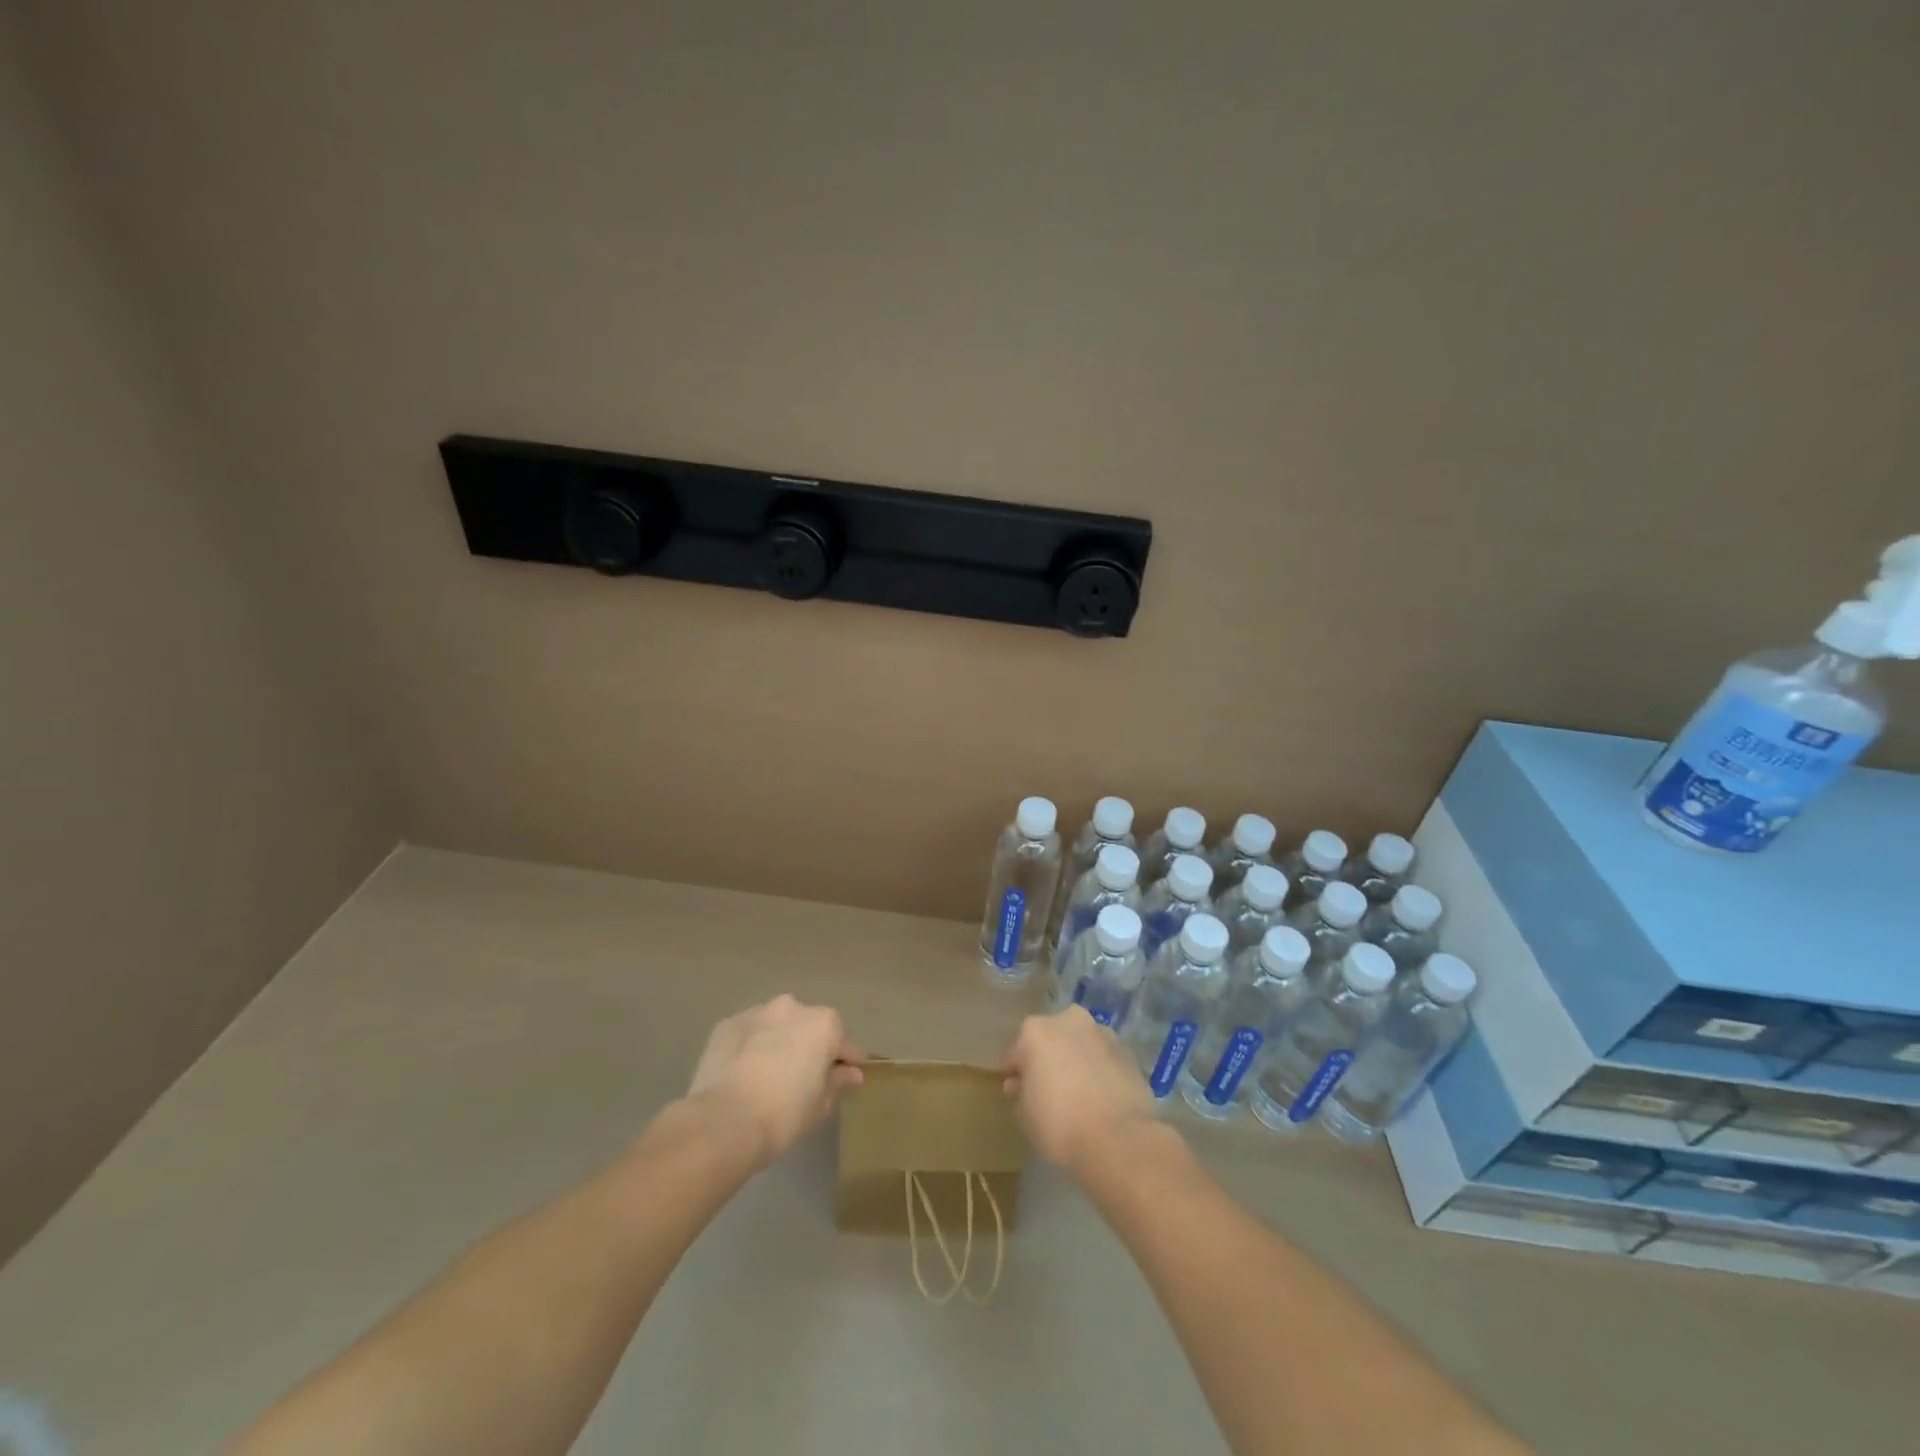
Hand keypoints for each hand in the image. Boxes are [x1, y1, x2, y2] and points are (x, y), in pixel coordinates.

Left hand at [684, 995, 863, 1167]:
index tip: (844, 1079)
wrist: (724, 1121)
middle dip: (810, 1046)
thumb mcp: (820, 1104)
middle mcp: (793, 1007)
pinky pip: (749, 1033)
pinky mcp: (727, 1023)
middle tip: (802, 1077)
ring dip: (779, 1041)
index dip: (846, 1062)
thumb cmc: (784, 1115)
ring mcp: (758, 1012)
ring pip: (777, 1025)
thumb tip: (851, 1073)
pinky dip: (751, 1046)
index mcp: (824, 1024)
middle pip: (809, 1027)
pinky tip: (743, 1071)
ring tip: (769, 1073)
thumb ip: (838, 1082)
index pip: (844, 1043)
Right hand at [1004, 1007, 1157, 1173]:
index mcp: (1036, 1031)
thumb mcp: (1025, 1114)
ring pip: (1080, 1044)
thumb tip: (1021, 1084)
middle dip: (1047, 1059)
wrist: (1119, 1138)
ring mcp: (1101, 1033)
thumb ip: (1020, 1092)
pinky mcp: (1127, 1051)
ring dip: (1075, 1061)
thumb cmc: (1059, 1123)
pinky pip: (1102, 1058)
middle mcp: (1068, 1021)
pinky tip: (1098, 1096)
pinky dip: (1098, 1070)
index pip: (1017, 1052)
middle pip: (1051, 1039)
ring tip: (1077, 1093)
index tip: (1015, 1091)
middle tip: (1047, 1089)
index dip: (1015, 1073)